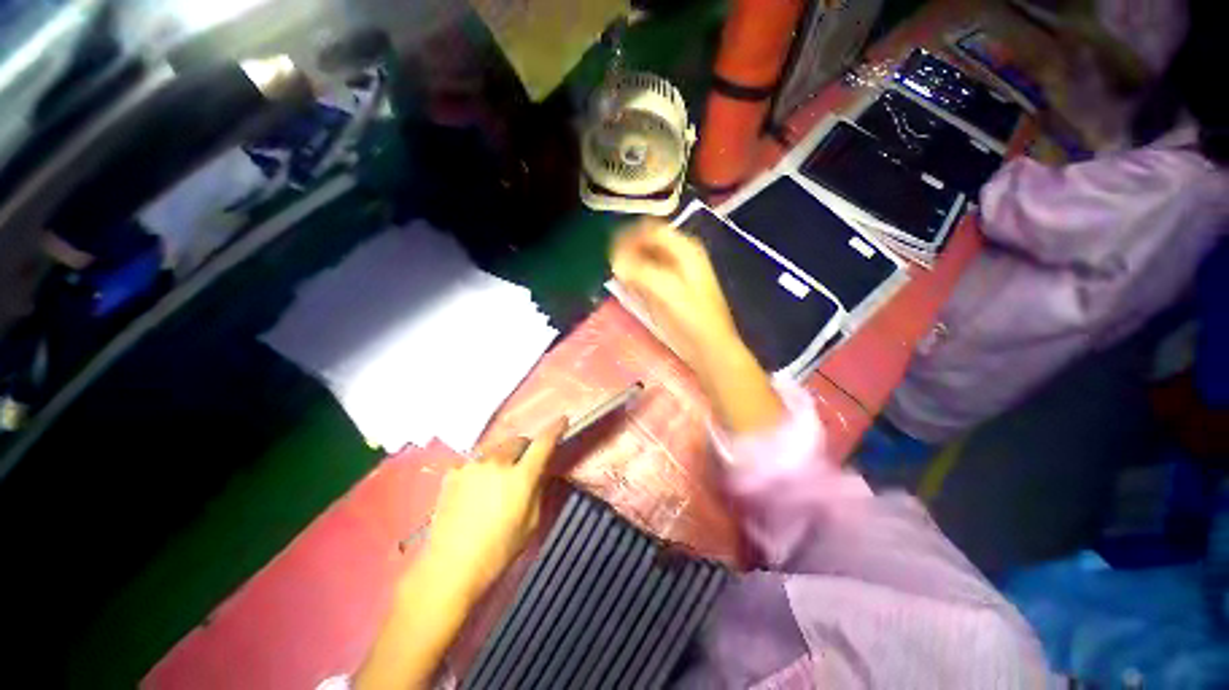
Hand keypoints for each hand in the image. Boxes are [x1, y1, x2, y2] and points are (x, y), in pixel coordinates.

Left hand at [425, 418, 567, 595]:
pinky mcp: (453, 473)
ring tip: (496, 481)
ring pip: (495, 450)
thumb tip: (538, 471)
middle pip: (517, 441)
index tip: (562, 420)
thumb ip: (537, 489)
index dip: (555, 429)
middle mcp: (497, 463)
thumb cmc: (498, 550)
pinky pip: (474, 462)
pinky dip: (480, 469)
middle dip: (524, 449)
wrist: (450, 567)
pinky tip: (474, 489)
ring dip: (502, 458)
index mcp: (521, 477)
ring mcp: (472, 465)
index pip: (543, 443)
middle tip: (523, 466)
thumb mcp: (531, 522)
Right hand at [610, 219, 783, 433]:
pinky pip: (647, 275)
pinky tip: (630, 289)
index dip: (630, 237)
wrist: (708, 346)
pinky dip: (636, 278)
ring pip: (645, 258)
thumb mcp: (666, 290)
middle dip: (629, 251)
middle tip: (615, 267)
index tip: (612, 253)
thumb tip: (615, 259)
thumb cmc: (691, 317)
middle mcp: (680, 255)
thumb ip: (639, 271)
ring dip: (631, 265)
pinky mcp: (669, 289)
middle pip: (647, 242)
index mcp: (685, 248)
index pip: (651, 229)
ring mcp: (675, 273)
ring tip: (621, 278)